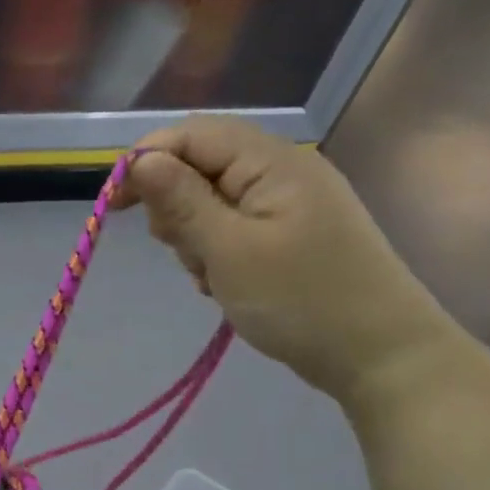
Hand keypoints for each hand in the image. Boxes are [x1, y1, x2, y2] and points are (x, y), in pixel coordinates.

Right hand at [117, 117, 459, 406]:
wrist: (377, 353)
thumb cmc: (299, 300)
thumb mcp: (228, 251)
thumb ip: (182, 201)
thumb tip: (139, 159)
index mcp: (272, 161)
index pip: (193, 135)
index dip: (146, 161)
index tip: (112, 208)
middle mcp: (282, 171)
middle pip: (201, 166)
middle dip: (175, 208)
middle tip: (184, 252)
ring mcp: (288, 205)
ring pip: (213, 203)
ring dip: (196, 238)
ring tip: (211, 277)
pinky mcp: (289, 236)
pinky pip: (233, 231)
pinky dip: (216, 254)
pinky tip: (225, 285)